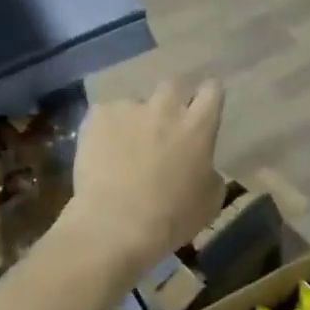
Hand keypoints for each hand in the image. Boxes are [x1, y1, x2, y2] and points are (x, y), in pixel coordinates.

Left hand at [65, 80, 225, 273]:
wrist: (115, 224)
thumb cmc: (171, 218)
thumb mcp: (210, 201)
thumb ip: (209, 172)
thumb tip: (203, 166)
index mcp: (198, 126)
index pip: (212, 90)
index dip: (208, 97)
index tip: (203, 108)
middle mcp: (165, 107)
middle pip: (173, 85)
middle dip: (171, 100)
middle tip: (164, 125)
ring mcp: (129, 108)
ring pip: (135, 103)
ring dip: (135, 118)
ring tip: (125, 145)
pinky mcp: (97, 116)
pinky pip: (105, 115)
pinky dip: (106, 129)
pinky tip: (101, 151)